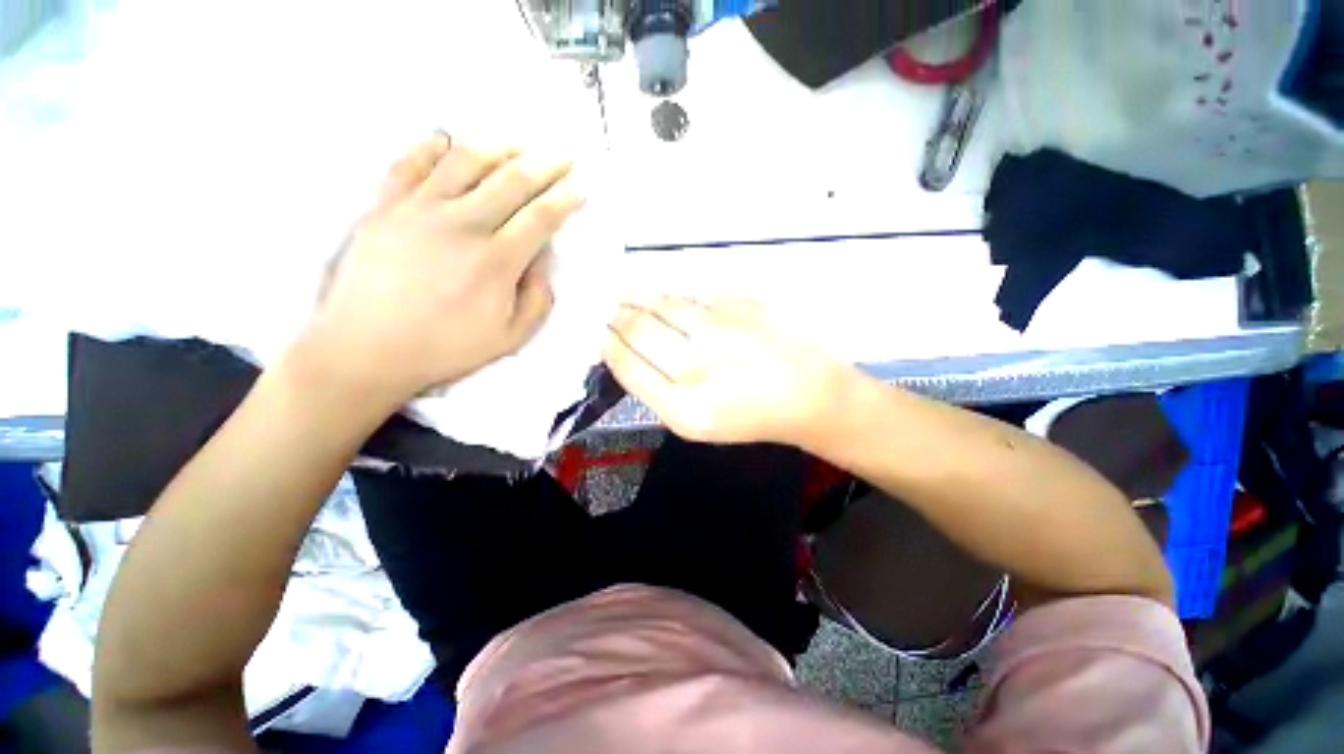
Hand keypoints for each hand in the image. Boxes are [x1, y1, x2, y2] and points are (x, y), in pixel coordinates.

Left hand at [301, 133, 584, 406]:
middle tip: (563, 156)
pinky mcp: (384, 206)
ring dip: (499, 147)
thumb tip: (542, 258)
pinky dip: (433, 146)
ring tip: (519, 146)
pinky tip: (449, 141)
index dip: (565, 200)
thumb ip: (538, 298)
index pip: (541, 217)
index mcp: (496, 261)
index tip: (580, 190)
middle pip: (511, 180)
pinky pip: (411, 162)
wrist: (365, 349)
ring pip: (465, 160)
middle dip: (545, 164)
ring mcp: (419, 209)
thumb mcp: (511, 337)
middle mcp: (462, 225)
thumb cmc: (446, 348)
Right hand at [602, 296, 855, 444]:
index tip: (602, 334)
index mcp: (684, 408)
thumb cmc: (748, 416)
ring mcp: (723, 330)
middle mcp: (699, 366)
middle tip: (611, 313)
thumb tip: (623, 350)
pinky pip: (691, 294)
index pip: (627, 364)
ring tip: (626, 297)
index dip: (608, 343)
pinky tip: (663, 298)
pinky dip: (670, 295)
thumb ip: (656, 388)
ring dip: (637, 298)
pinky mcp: (743, 304)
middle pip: (638, 329)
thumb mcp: (695, 422)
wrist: (808, 395)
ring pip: (661, 303)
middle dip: (617, 318)